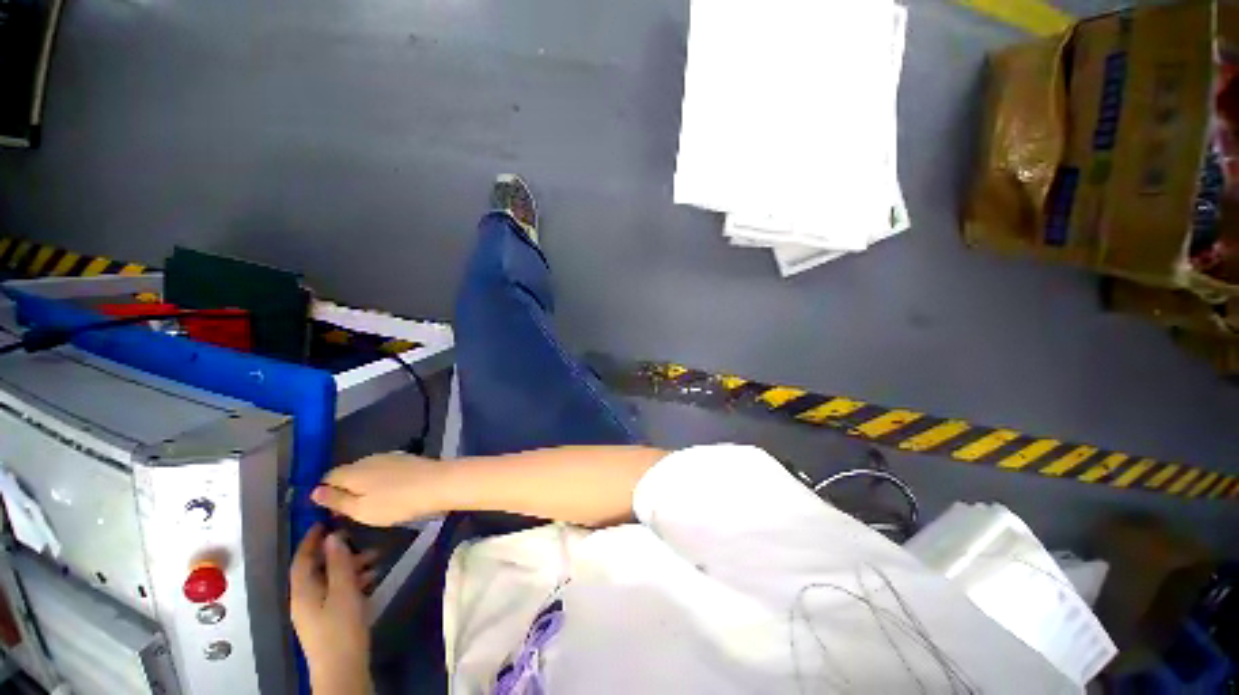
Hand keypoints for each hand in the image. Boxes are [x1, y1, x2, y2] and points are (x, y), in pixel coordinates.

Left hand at [290, 525, 378, 694]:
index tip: (325, 522)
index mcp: (303, 591)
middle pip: (318, 568)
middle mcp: (304, 599)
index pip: (302, 559)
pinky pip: (337, 591)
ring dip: (350, 567)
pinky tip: (371, 579)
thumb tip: (334, 537)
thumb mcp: (344, 591)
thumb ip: (340, 563)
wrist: (343, 670)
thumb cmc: (342, 629)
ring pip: (330, 580)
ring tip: (376, 559)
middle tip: (363, 541)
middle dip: (339, 553)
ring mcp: (315, 611)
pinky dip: (352, 581)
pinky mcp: (327, 620)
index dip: (311, 540)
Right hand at [311, 453, 444, 526]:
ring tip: (370, 504)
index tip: (328, 510)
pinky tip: (389, 493)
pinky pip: (384, 470)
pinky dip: (381, 481)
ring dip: (364, 485)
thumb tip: (314, 491)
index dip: (324, 493)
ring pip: (367, 471)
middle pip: (348, 473)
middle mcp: (368, 459)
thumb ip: (337, 500)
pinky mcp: (406, 459)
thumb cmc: (396, 501)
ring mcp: (389, 457)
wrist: (438, 483)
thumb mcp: (360, 509)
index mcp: (352, 471)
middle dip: (345, 489)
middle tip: (349, 511)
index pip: (328, 477)